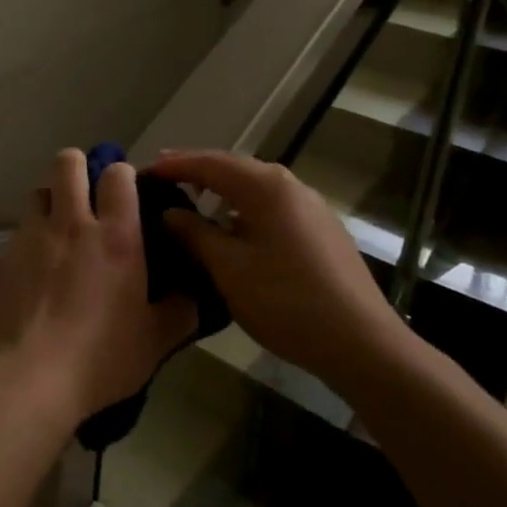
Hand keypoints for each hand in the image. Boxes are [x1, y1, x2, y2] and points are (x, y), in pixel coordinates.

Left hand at [0, 149, 197, 425]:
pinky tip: (34, 268)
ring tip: (58, 228)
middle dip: (78, 167)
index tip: (125, 190)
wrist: (29, 378)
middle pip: (67, 162)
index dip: (121, 173)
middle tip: (86, 193)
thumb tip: (194, 295)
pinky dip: (30, 238)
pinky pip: (19, 230)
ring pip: (38, 191)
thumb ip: (179, 311)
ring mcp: (32, 236)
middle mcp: (71, 224)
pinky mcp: (3, 256)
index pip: (117, 174)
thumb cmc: (101, 358)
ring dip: (50, 200)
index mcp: (115, 237)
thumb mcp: (155, 341)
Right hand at [148, 151, 406, 390]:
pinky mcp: (322, 230)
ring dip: (222, 191)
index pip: (210, 163)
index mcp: (266, 187)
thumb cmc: (286, 301)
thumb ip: (193, 233)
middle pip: (234, 169)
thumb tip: (169, 212)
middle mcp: (291, 186)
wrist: (362, 343)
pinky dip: (244, 208)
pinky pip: (272, 207)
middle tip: (164, 179)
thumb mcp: (228, 268)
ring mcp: (311, 207)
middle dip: (197, 172)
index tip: (144, 170)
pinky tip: (233, 228)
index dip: (175, 165)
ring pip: (255, 189)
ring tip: (192, 201)